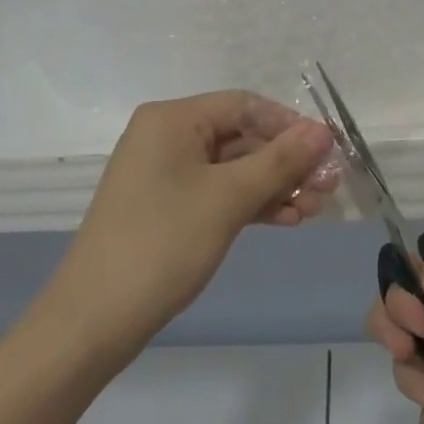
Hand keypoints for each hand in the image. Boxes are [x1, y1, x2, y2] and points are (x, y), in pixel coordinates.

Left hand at [48, 91, 336, 359]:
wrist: (94, 319)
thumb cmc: (163, 243)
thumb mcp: (227, 199)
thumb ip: (279, 162)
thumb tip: (323, 131)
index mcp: (172, 119)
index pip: (243, 105)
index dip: (289, 125)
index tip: (329, 151)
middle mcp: (166, 136)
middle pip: (239, 136)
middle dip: (285, 161)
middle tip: (327, 188)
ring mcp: (164, 172)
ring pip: (232, 167)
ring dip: (273, 186)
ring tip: (313, 209)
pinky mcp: (166, 205)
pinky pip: (216, 191)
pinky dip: (249, 203)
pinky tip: (285, 220)